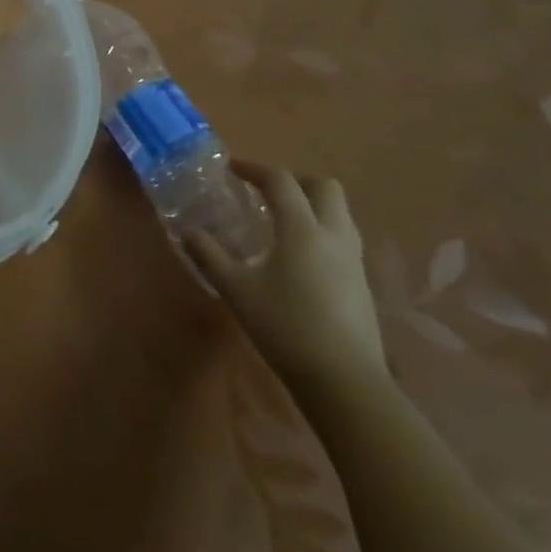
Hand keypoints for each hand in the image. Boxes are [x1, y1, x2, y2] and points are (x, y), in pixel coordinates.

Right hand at [185, 161, 386, 398]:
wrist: (346, 383)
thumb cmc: (286, 327)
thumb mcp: (236, 290)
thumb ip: (209, 255)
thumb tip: (188, 230)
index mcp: (302, 229)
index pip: (280, 181)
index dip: (253, 168)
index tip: (231, 169)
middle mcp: (333, 236)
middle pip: (323, 187)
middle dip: (293, 181)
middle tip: (264, 193)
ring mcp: (353, 261)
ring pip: (339, 213)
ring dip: (311, 205)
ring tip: (281, 221)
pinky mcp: (362, 285)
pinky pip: (342, 239)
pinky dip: (320, 231)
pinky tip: (299, 257)